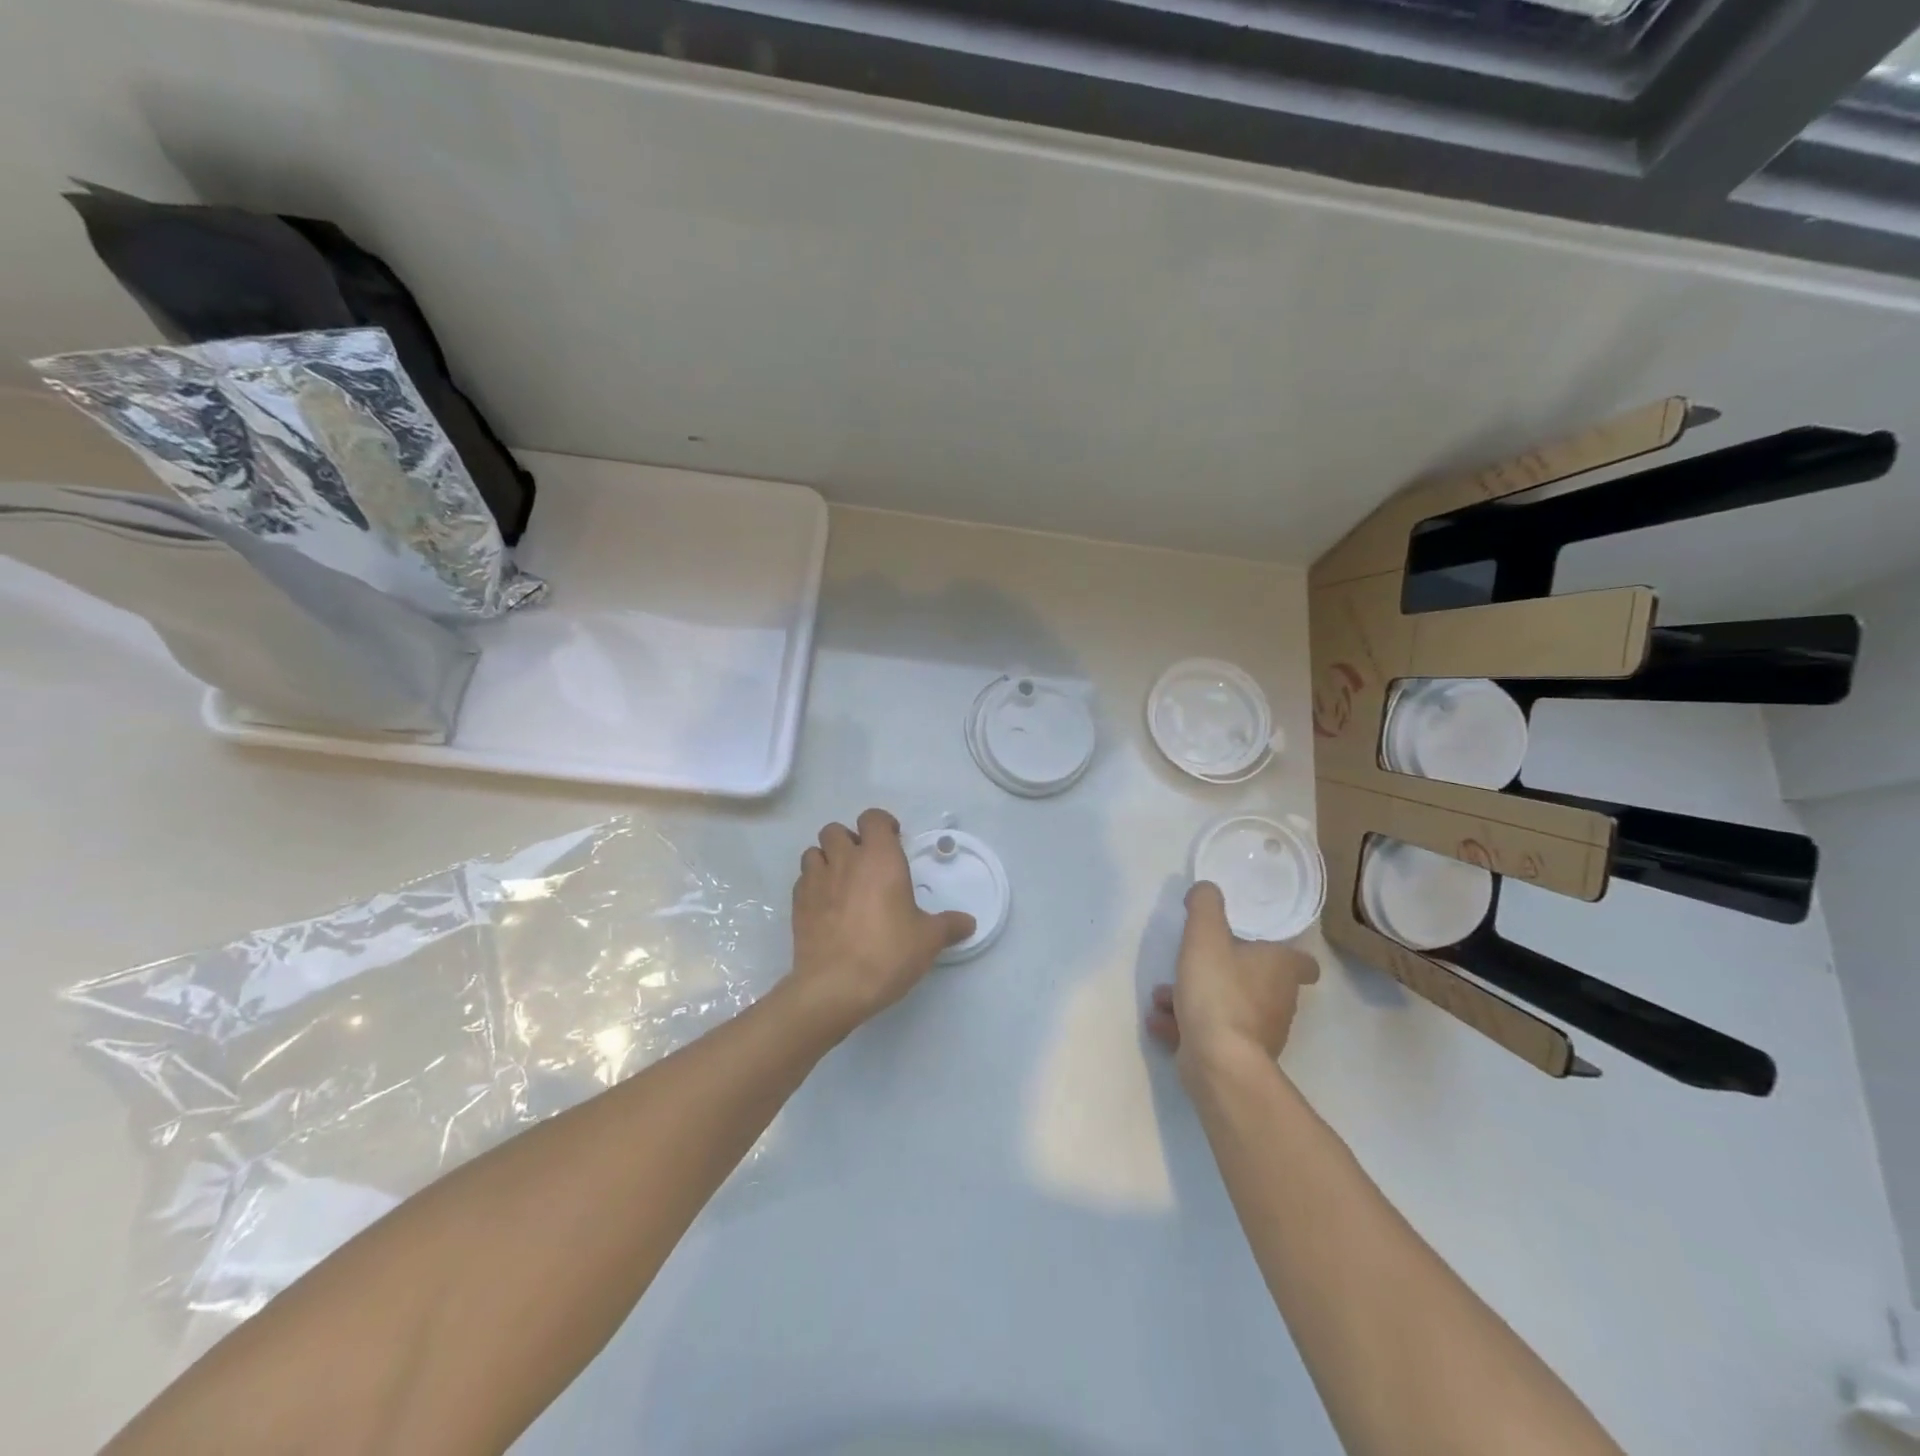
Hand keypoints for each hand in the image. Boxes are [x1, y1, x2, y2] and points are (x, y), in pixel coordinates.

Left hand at [788, 808, 975, 1036]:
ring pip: (814, 852)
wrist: (835, 987)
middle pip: (836, 830)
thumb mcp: (928, 940)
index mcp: (879, 858)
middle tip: (866, 864)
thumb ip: (949, 925)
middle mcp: (845, 860)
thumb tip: (969, 923)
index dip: (883, 824)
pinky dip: (814, 885)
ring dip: (827, 859)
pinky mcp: (798, 904)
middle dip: (850, 840)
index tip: (894, 841)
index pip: (873, 818)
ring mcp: (816, 881)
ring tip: (842, 882)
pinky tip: (826, 906)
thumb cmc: (888, 952)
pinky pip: (803, 880)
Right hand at [1146, 880, 1318, 1079]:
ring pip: (1228, 1006)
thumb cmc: (1218, 991)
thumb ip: (1205, 905)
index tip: (1260, 945)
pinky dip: (1188, 1025)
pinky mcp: (1237, 1058)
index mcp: (1281, 970)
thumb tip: (1206, 889)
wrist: (1218, 1062)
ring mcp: (1259, 1034)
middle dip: (1222, 972)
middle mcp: (1278, 1002)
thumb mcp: (1205, 936)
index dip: (1286, 953)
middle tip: (1193, 963)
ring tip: (1162, 995)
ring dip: (1197, 998)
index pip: (1303, 961)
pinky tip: (1160, 1021)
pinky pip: (1212, 1033)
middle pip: (1257, 981)